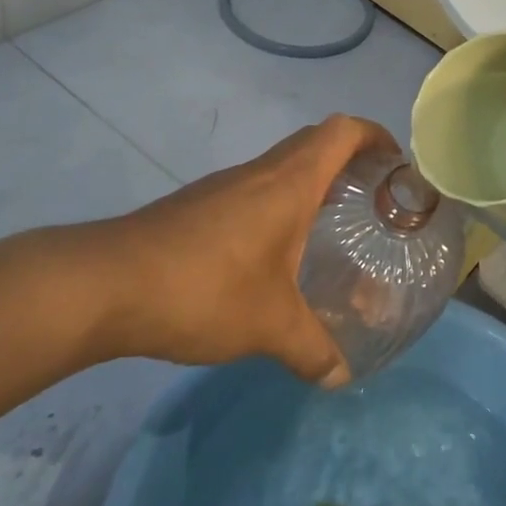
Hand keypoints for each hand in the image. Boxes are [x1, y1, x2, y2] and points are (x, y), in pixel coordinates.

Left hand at [86, 114, 394, 387]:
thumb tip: (340, 374)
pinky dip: (279, 204)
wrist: (108, 284)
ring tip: (331, 230)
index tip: (397, 165)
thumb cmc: (205, 288)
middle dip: (350, 161)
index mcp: (290, 182)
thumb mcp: (268, 326)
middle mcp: (261, 171)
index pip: (343, 131)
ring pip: (283, 166)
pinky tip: (275, 255)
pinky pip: (255, 189)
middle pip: (316, 142)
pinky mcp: (200, 205)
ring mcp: (227, 185)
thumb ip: (311, 349)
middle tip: (372, 202)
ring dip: (312, 183)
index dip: (375, 136)